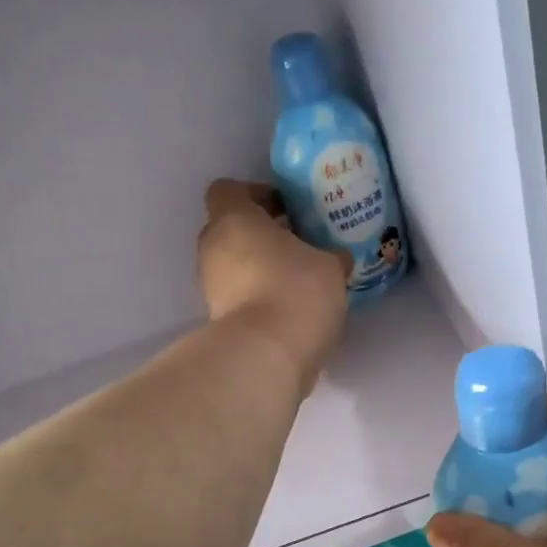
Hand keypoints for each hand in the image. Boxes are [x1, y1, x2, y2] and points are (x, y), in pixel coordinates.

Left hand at [198, 179, 349, 393]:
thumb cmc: (295, 291)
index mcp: (234, 218)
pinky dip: (260, 300)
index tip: (287, 209)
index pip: (229, 190)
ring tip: (299, 282)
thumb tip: (335, 258)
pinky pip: (240, 299)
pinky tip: (291, 310)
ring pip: (234, 267)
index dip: (257, 195)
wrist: (266, 356)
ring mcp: (211, 288)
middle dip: (261, 236)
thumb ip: (330, 256)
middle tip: (298, 245)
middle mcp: (213, 248)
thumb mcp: (330, 266)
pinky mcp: (219, 322)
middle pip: (231, 230)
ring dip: (260, 270)